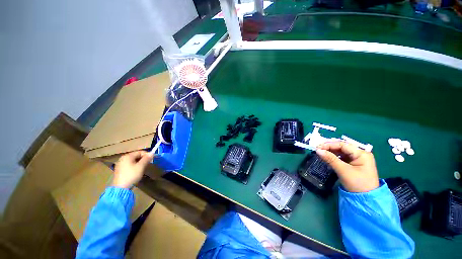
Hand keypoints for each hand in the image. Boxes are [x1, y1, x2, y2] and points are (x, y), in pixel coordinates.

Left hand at [112, 151, 153, 188]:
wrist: (121, 188)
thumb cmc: (131, 175)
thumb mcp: (141, 166)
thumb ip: (146, 159)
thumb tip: (152, 153)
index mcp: (127, 156)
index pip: (140, 152)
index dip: (147, 154)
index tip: (152, 159)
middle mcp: (123, 158)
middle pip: (136, 156)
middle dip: (143, 159)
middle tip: (149, 163)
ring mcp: (120, 164)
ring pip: (133, 160)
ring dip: (140, 162)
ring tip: (144, 167)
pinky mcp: (119, 170)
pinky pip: (129, 165)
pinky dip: (135, 166)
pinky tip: (137, 171)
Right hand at [316, 141, 379, 192]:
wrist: (366, 199)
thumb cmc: (357, 184)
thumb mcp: (343, 170)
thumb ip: (330, 159)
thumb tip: (317, 150)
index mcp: (362, 154)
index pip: (343, 145)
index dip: (329, 145)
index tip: (317, 148)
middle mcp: (361, 154)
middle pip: (342, 147)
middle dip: (329, 148)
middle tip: (318, 150)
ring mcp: (358, 159)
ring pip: (341, 152)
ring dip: (331, 152)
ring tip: (321, 154)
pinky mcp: (354, 164)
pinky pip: (342, 157)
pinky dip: (334, 157)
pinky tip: (328, 158)